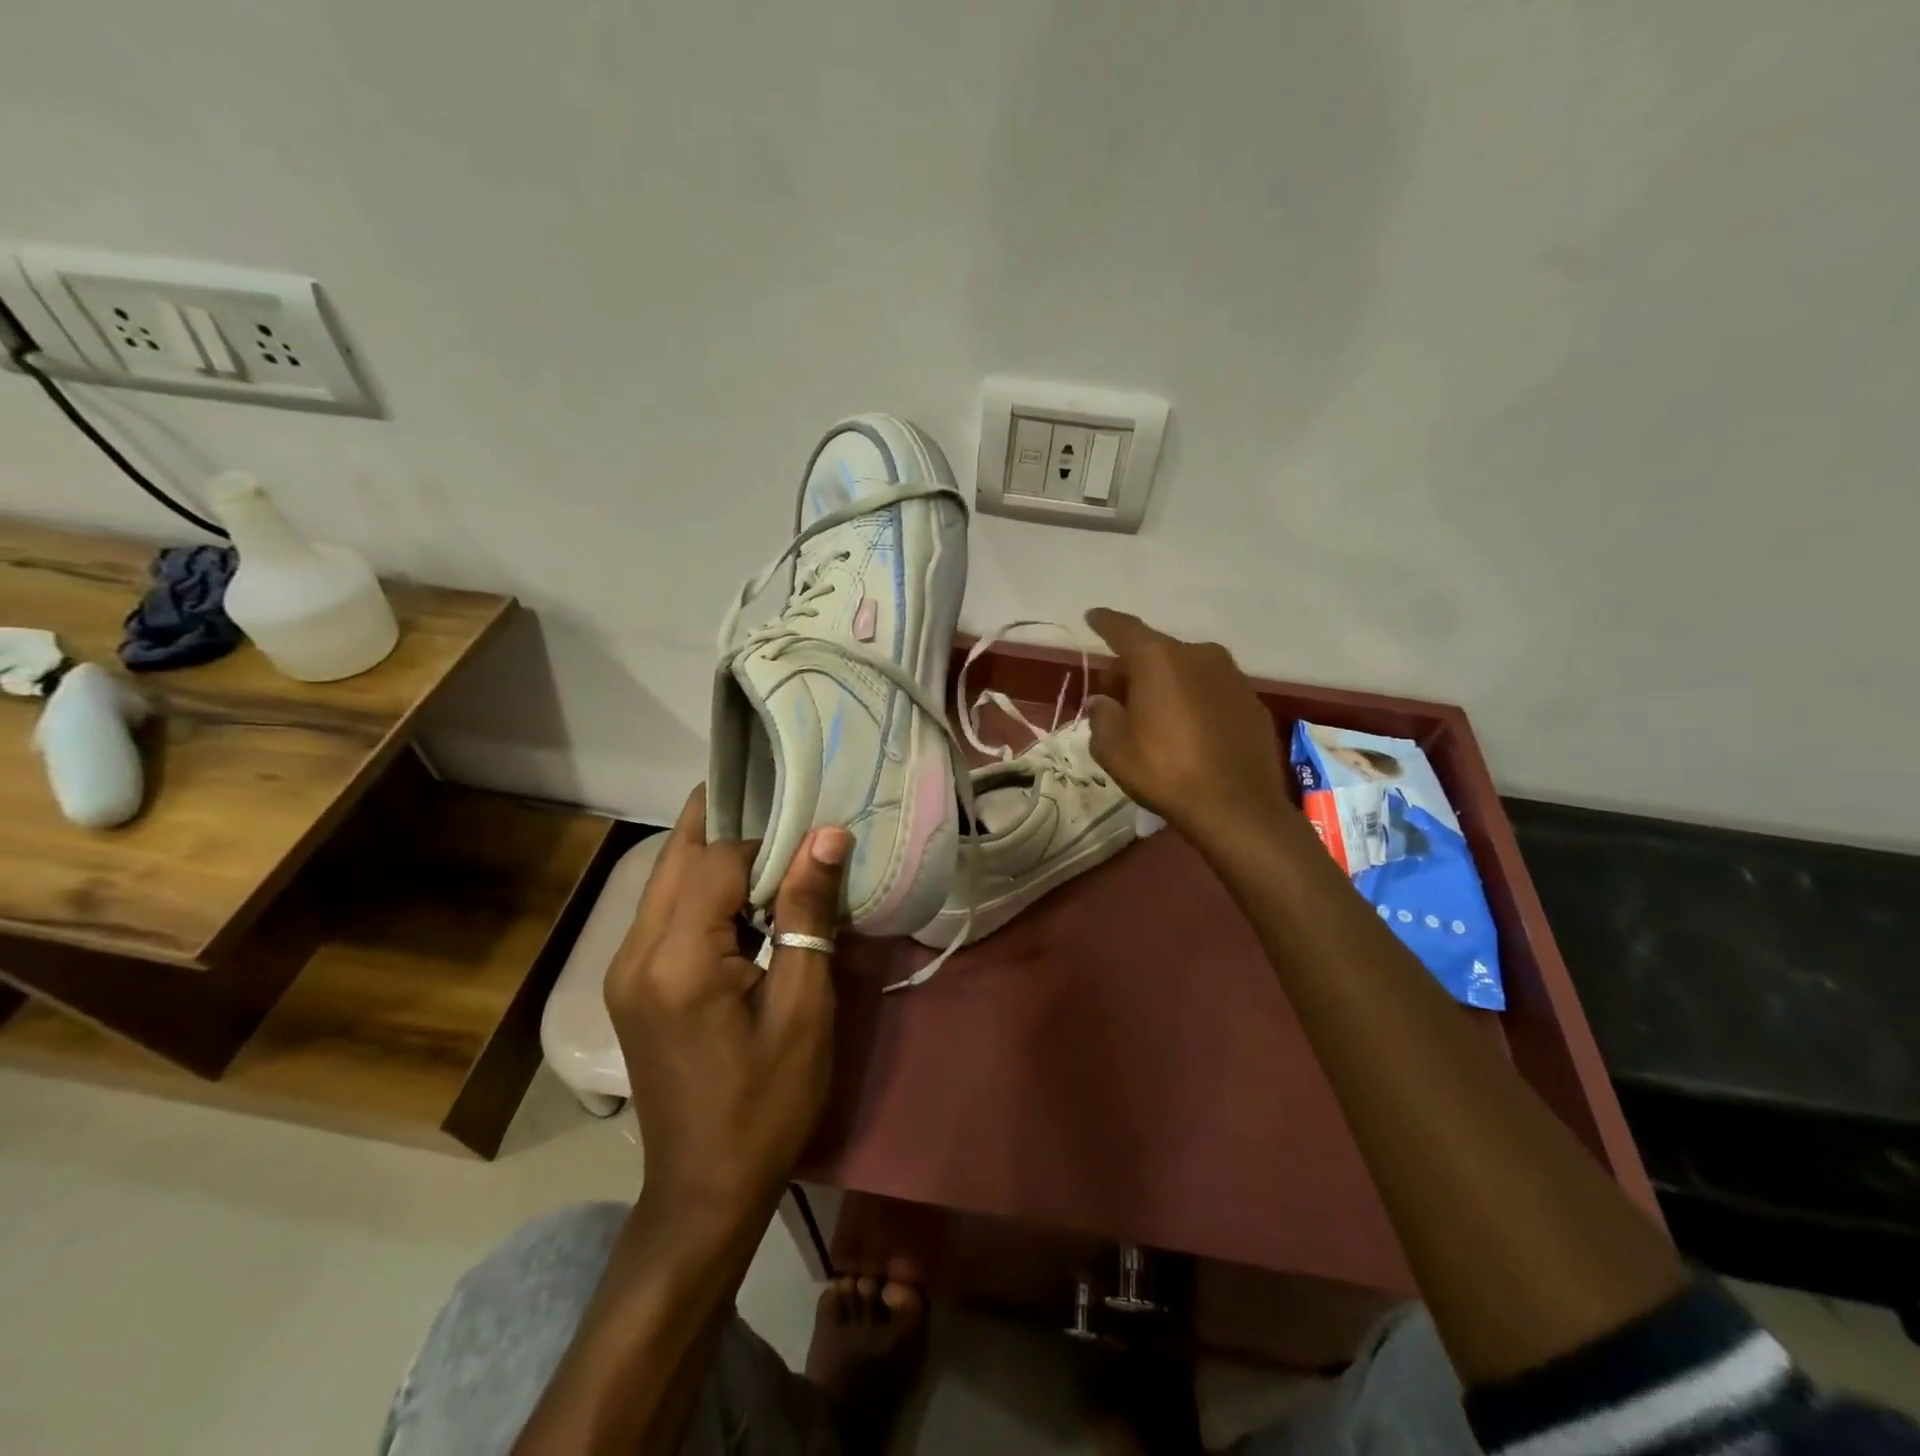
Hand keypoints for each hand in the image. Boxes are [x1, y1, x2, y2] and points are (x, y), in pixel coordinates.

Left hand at [606, 785, 850, 1223]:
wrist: (704, 1189)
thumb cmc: (767, 1102)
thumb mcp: (802, 1009)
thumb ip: (806, 916)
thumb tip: (828, 835)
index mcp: (677, 959)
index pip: (718, 860)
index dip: (768, 839)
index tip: (813, 837)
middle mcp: (634, 951)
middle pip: (679, 857)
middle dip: (728, 822)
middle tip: (783, 799)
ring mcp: (623, 968)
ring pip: (668, 880)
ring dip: (715, 854)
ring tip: (774, 839)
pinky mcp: (630, 984)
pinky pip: (666, 911)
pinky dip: (703, 889)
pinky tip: (744, 895)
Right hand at [1084, 608, 1293, 840]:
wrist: (1237, 807)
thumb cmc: (1165, 771)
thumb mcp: (1113, 749)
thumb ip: (1102, 715)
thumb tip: (1104, 701)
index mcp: (1159, 659)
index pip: (1123, 629)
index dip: (1104, 622)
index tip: (1092, 617)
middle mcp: (1198, 655)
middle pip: (1156, 651)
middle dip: (1133, 667)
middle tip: (1117, 694)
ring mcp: (1231, 676)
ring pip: (1186, 669)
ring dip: (1167, 683)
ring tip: (1154, 715)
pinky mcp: (1251, 701)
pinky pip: (1211, 690)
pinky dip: (1194, 700)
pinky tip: (1188, 730)